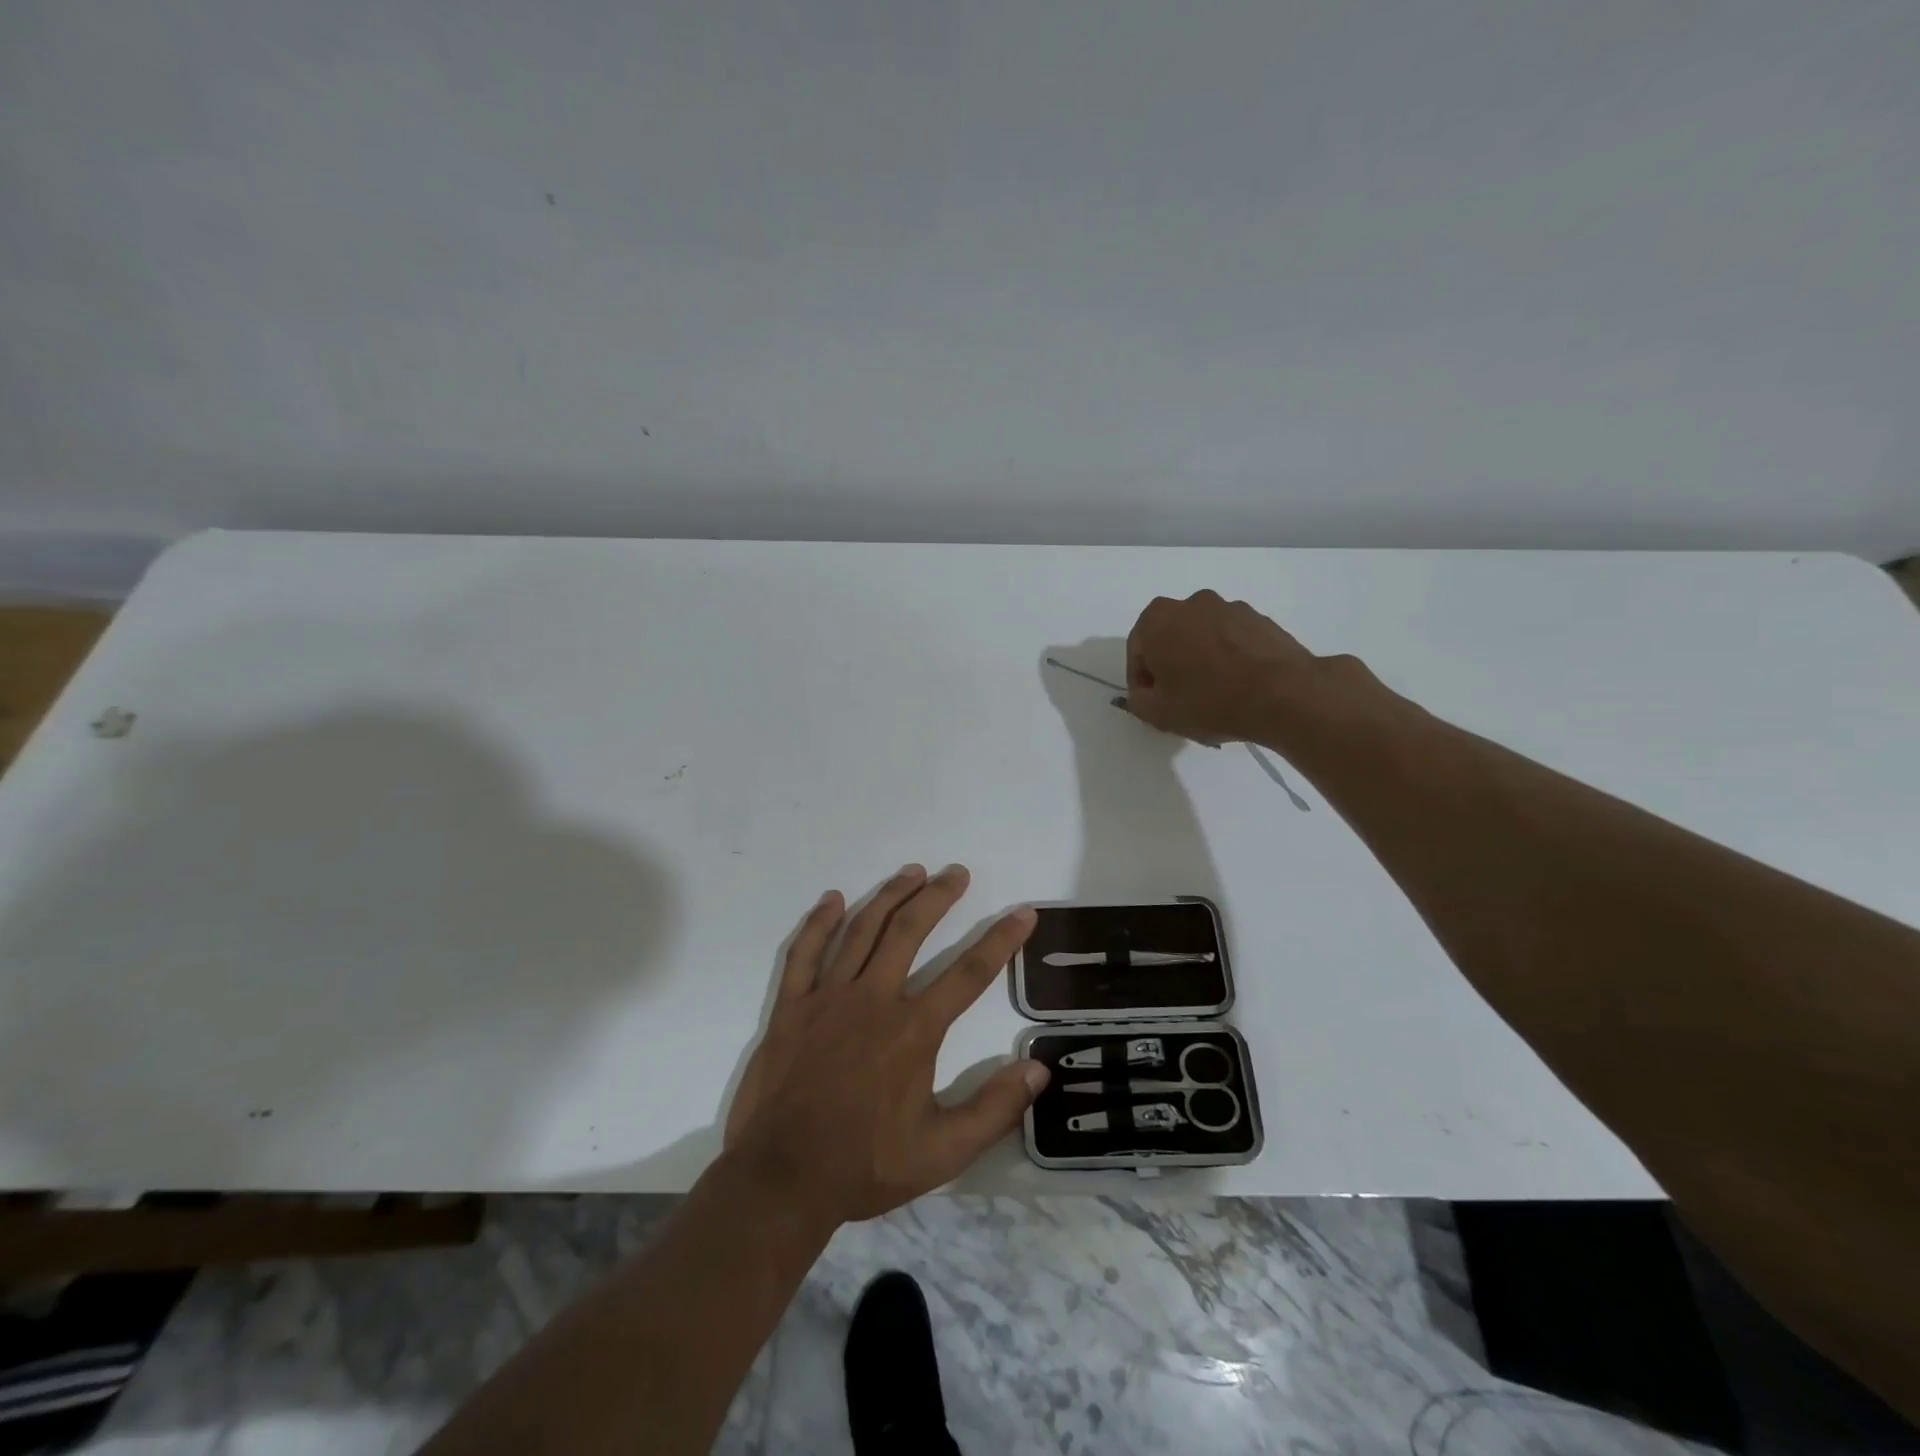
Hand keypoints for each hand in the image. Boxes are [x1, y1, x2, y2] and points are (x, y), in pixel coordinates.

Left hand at [722, 864, 1046, 1228]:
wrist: (781, 1180)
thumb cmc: (864, 1166)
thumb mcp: (942, 1153)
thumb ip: (994, 1110)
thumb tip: (1039, 1069)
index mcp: (913, 1030)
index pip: (969, 973)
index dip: (1001, 940)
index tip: (1023, 912)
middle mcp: (873, 999)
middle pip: (910, 931)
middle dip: (938, 896)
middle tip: (956, 872)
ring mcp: (827, 998)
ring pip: (862, 930)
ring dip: (889, 896)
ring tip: (912, 871)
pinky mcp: (791, 1006)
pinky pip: (804, 952)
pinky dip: (819, 922)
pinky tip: (833, 899)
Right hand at [1125, 590, 1324, 743]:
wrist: (1283, 695)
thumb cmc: (1209, 701)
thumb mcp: (1158, 713)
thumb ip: (1138, 700)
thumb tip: (1144, 693)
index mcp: (1157, 619)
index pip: (1136, 652)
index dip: (1141, 681)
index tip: (1153, 703)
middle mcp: (1191, 603)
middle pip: (1170, 638)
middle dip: (1170, 665)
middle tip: (1180, 698)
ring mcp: (1229, 607)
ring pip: (1202, 636)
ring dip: (1200, 659)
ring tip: (1214, 693)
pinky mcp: (1260, 618)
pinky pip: (1232, 639)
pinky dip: (1229, 657)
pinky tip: (1239, 685)